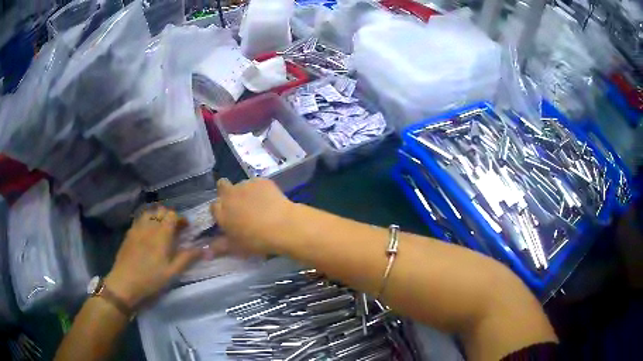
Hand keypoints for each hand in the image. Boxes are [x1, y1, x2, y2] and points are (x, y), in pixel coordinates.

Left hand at [105, 207, 201, 307]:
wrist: (125, 283)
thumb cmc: (151, 279)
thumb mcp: (172, 273)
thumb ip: (187, 258)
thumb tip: (203, 248)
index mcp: (161, 234)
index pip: (172, 215)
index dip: (181, 219)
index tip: (186, 229)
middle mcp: (149, 226)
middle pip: (161, 210)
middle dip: (170, 216)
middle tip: (175, 230)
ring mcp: (137, 228)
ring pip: (149, 212)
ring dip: (157, 217)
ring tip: (161, 229)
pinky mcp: (129, 233)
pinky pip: (140, 219)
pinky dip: (147, 221)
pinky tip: (148, 234)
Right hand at [210, 178, 293, 255]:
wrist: (282, 226)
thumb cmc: (256, 240)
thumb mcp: (236, 247)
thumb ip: (219, 247)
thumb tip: (205, 254)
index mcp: (221, 212)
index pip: (214, 207)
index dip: (221, 211)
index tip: (229, 218)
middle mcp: (229, 195)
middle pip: (222, 186)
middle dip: (227, 193)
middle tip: (240, 205)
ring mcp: (245, 185)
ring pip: (241, 185)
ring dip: (245, 192)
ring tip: (259, 205)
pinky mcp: (261, 180)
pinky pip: (257, 183)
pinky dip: (261, 190)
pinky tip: (270, 200)